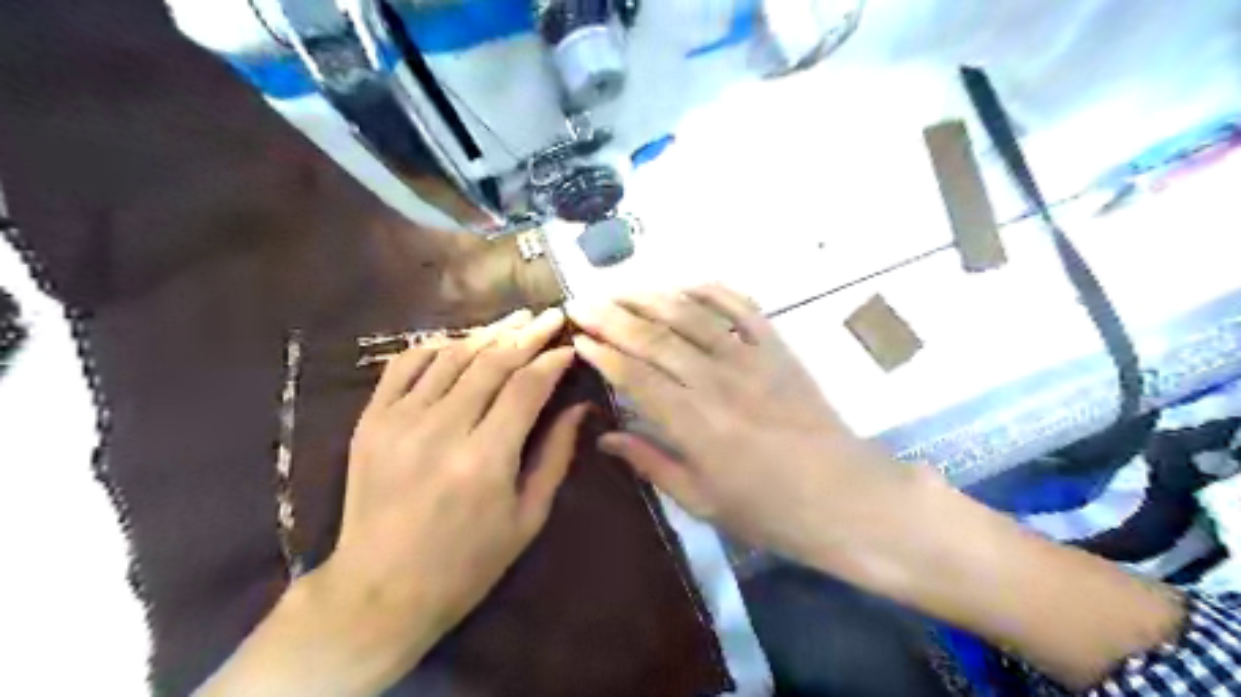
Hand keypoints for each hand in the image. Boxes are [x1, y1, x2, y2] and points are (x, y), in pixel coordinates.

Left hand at [327, 307, 585, 641]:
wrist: (379, 590)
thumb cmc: (467, 563)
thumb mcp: (527, 518)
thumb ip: (555, 456)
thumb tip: (578, 408)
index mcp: (485, 459)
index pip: (526, 387)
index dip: (551, 361)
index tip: (569, 347)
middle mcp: (441, 429)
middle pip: (491, 362)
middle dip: (526, 334)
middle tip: (550, 316)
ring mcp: (399, 421)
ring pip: (451, 356)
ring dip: (487, 333)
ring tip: (515, 318)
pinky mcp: (371, 421)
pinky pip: (404, 365)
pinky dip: (434, 346)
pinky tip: (459, 340)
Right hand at [578, 285, 1186, 686]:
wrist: (845, 497)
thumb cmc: (770, 510)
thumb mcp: (702, 501)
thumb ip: (651, 463)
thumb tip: (607, 436)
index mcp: (693, 423)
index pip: (634, 375)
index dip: (602, 353)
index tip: (577, 338)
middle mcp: (715, 381)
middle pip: (654, 337)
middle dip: (612, 316)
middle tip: (581, 301)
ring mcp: (750, 358)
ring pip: (690, 315)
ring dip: (651, 296)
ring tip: (620, 287)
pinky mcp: (778, 348)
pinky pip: (741, 307)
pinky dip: (712, 290)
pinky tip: (687, 283)